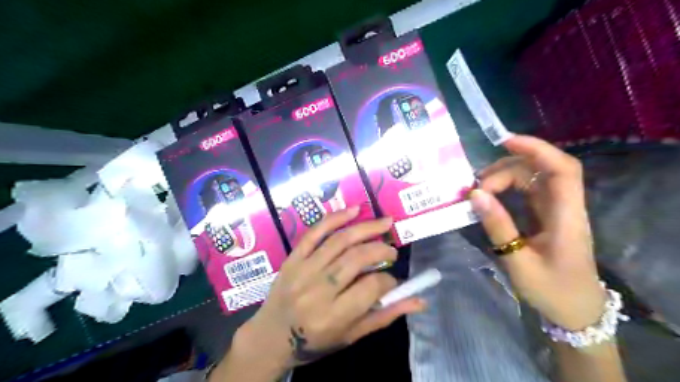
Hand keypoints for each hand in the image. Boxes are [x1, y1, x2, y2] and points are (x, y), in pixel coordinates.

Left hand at [237, 207, 422, 368]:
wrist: (271, 336)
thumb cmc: (315, 341)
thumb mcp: (352, 335)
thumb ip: (385, 315)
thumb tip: (420, 301)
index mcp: (334, 316)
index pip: (371, 287)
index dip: (389, 280)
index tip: (393, 280)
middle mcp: (317, 290)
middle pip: (356, 258)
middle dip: (381, 249)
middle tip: (391, 251)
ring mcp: (302, 270)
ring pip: (339, 241)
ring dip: (366, 228)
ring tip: (385, 223)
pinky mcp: (292, 258)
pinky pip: (314, 232)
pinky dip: (335, 218)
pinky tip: (354, 210)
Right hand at [471, 136, 602, 329]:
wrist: (575, 310)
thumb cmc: (552, 290)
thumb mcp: (519, 262)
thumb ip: (498, 227)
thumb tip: (475, 195)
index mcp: (567, 217)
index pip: (562, 170)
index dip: (537, 149)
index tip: (505, 142)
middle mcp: (564, 206)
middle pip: (540, 170)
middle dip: (506, 170)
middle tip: (477, 188)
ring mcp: (555, 209)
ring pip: (531, 178)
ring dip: (504, 177)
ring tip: (478, 191)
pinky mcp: (546, 215)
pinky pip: (526, 191)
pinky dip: (506, 188)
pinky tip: (489, 196)